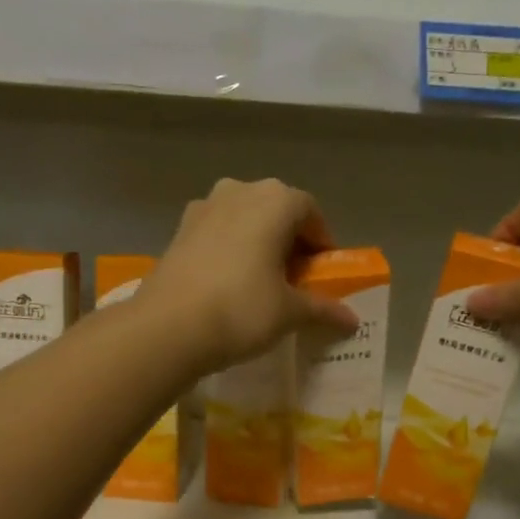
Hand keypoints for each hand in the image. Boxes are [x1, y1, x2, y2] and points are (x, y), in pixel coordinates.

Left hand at [142, 178, 360, 375]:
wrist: (167, 327)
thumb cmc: (241, 310)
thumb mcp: (289, 313)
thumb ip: (322, 309)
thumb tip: (351, 320)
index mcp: (275, 200)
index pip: (310, 212)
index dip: (322, 242)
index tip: (323, 273)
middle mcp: (239, 191)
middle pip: (276, 211)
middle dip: (290, 241)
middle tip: (296, 279)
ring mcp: (203, 207)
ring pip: (244, 219)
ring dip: (258, 243)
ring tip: (262, 281)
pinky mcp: (179, 229)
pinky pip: (217, 232)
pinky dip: (231, 249)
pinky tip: (229, 283)